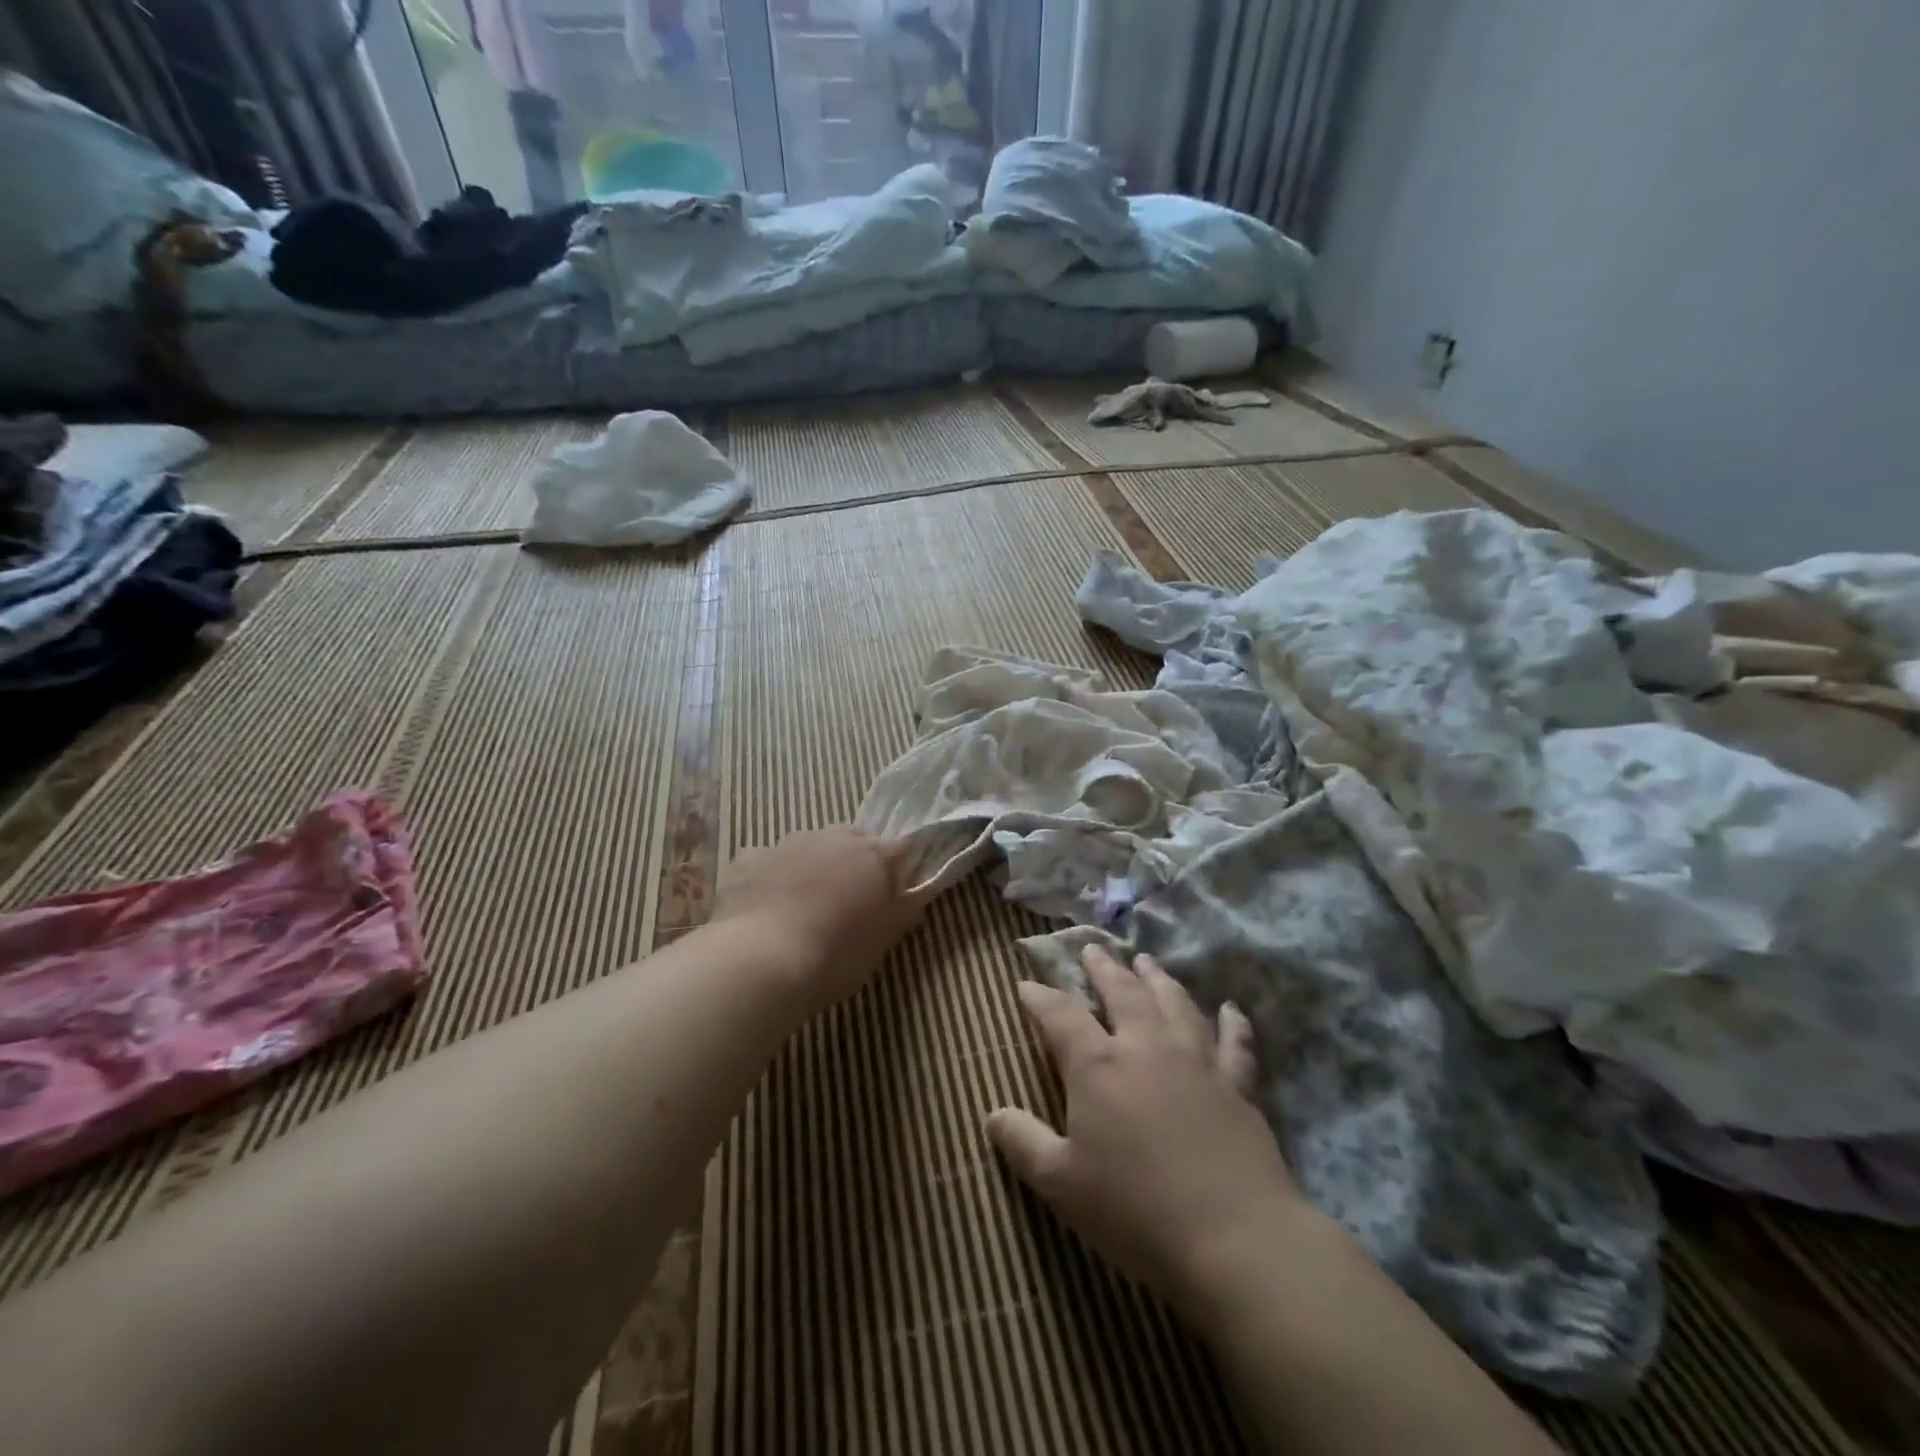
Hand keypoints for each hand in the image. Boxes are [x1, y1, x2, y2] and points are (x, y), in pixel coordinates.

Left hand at [711, 827, 923, 1010]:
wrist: (759, 962)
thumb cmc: (835, 955)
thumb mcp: (881, 942)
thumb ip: (902, 913)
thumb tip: (914, 898)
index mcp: (872, 855)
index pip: (902, 846)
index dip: (902, 866)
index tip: (898, 889)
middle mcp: (832, 837)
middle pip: (854, 838)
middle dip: (857, 860)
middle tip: (852, 899)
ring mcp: (786, 843)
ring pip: (810, 845)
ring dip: (814, 865)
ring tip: (807, 904)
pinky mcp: (747, 859)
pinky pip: (768, 861)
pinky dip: (772, 875)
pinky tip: (766, 905)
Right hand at [987, 946, 1304, 1319]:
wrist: (1234, 1239)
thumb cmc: (1135, 1211)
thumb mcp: (1061, 1184)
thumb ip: (1023, 1143)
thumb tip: (991, 1114)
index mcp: (1098, 1066)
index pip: (1061, 1015)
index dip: (1040, 998)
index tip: (1026, 985)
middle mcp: (1146, 1047)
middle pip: (1122, 993)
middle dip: (1103, 968)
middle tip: (1092, 948)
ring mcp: (1197, 1061)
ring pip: (1174, 1004)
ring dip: (1158, 978)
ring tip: (1146, 960)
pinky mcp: (1238, 1085)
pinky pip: (1234, 1042)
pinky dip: (1231, 1022)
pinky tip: (1230, 1008)